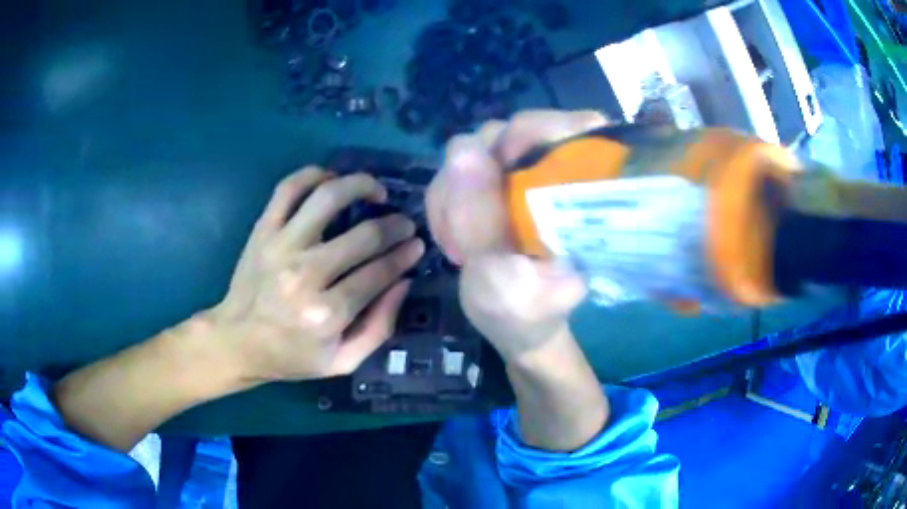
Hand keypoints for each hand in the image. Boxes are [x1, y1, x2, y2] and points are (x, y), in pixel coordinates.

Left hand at [208, 167, 423, 383]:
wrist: (236, 341)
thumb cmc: (291, 356)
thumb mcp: (343, 361)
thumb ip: (380, 326)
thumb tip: (404, 281)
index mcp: (326, 314)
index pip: (379, 272)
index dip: (404, 255)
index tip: (417, 246)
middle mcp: (304, 275)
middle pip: (363, 236)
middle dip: (395, 226)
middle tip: (405, 224)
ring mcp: (280, 246)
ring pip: (328, 197)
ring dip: (361, 185)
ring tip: (376, 191)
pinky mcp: (263, 230)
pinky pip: (290, 188)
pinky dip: (314, 174)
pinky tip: (332, 178)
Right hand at [427, 110, 607, 362]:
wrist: (519, 330)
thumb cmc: (525, 316)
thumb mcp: (503, 283)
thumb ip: (482, 222)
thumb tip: (463, 149)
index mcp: (585, 192)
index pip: (574, 125)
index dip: (531, 135)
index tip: (499, 176)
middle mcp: (558, 172)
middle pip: (509, 133)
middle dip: (474, 179)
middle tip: (467, 234)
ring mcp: (524, 173)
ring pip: (475, 150)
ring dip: (455, 195)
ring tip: (460, 246)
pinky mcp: (499, 182)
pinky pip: (459, 169)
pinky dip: (448, 199)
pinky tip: (456, 238)